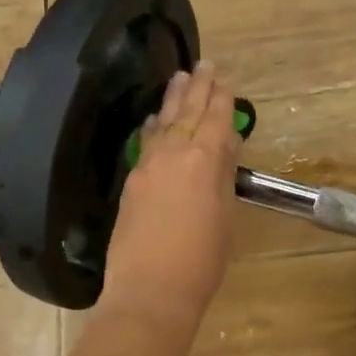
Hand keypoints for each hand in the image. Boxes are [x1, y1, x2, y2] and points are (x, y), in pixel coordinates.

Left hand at [100, 62, 241, 332]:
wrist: (150, 291)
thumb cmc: (201, 262)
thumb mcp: (225, 219)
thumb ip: (222, 178)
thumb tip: (223, 146)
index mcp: (204, 161)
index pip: (215, 120)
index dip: (221, 98)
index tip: (223, 79)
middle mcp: (173, 155)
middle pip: (187, 113)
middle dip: (197, 87)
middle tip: (202, 64)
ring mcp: (147, 168)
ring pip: (162, 124)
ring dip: (172, 100)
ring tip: (178, 79)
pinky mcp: (130, 184)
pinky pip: (144, 144)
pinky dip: (152, 127)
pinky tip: (152, 119)